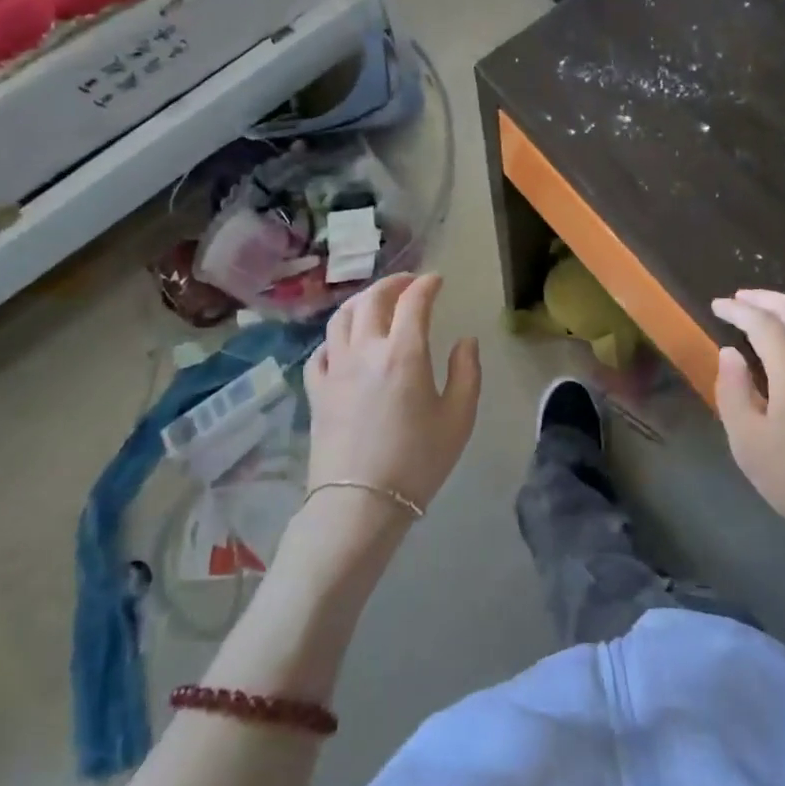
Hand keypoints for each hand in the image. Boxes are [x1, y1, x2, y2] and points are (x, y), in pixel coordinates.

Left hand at [304, 273, 480, 520]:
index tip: (437, 280)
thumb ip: (467, 372)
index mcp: (404, 352)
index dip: (426, 284)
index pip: (414, 301)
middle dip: (392, 283)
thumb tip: (465, 341)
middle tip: (408, 283)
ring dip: (360, 301)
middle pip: (372, 300)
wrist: (359, 505)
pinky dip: (335, 337)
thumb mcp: (459, 418)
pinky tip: (344, 344)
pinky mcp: (317, 391)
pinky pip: (321, 351)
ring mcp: (336, 368)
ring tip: (374, 303)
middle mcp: (366, 350)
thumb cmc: (417, 462)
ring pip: (341, 318)